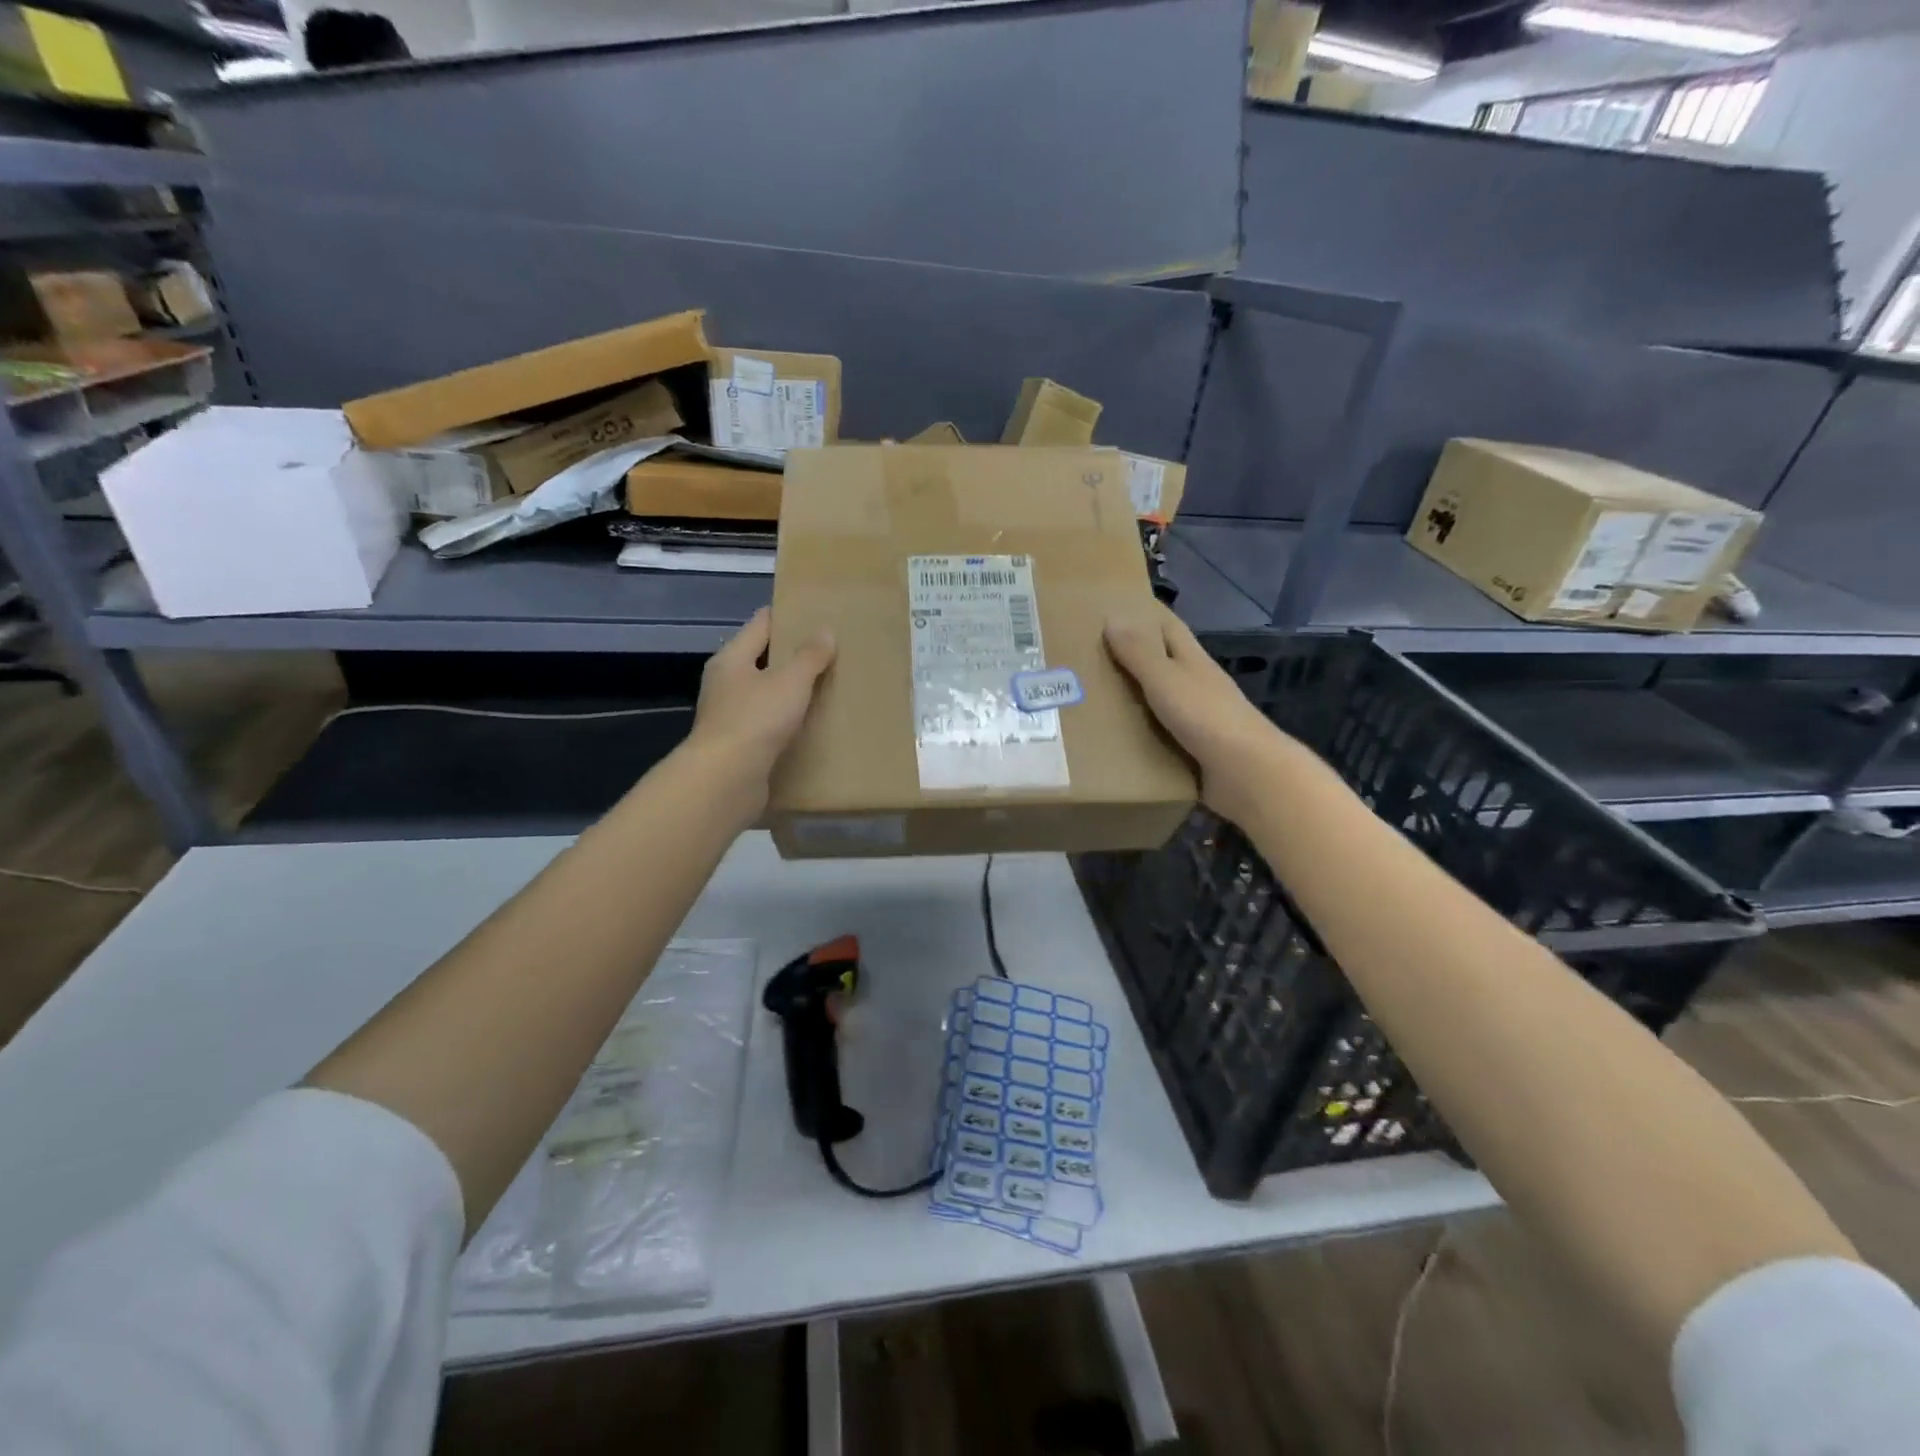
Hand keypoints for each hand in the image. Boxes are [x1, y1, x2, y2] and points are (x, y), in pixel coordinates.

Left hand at [687, 608, 835, 811]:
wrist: (726, 780)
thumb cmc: (756, 720)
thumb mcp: (790, 681)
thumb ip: (809, 656)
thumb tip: (825, 631)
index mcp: (732, 659)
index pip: (761, 624)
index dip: (787, 616)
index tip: (816, 614)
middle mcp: (726, 683)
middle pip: (762, 659)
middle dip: (793, 655)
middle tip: (830, 651)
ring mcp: (730, 715)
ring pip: (766, 693)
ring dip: (791, 691)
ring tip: (827, 687)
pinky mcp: (739, 745)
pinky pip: (768, 723)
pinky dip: (788, 720)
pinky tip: (811, 724)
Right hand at [1104, 604, 1289, 823]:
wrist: (1246, 773)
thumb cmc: (1206, 717)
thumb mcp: (1167, 679)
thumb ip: (1140, 652)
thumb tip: (1112, 616)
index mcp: (1192, 660)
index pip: (1167, 627)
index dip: (1145, 613)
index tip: (1113, 607)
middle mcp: (1196, 684)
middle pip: (1162, 662)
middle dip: (1131, 656)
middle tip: (1087, 656)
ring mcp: (1197, 718)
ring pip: (1159, 700)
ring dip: (1132, 698)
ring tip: (1089, 698)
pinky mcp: (1192, 749)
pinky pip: (1158, 735)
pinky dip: (1138, 733)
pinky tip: (1112, 739)